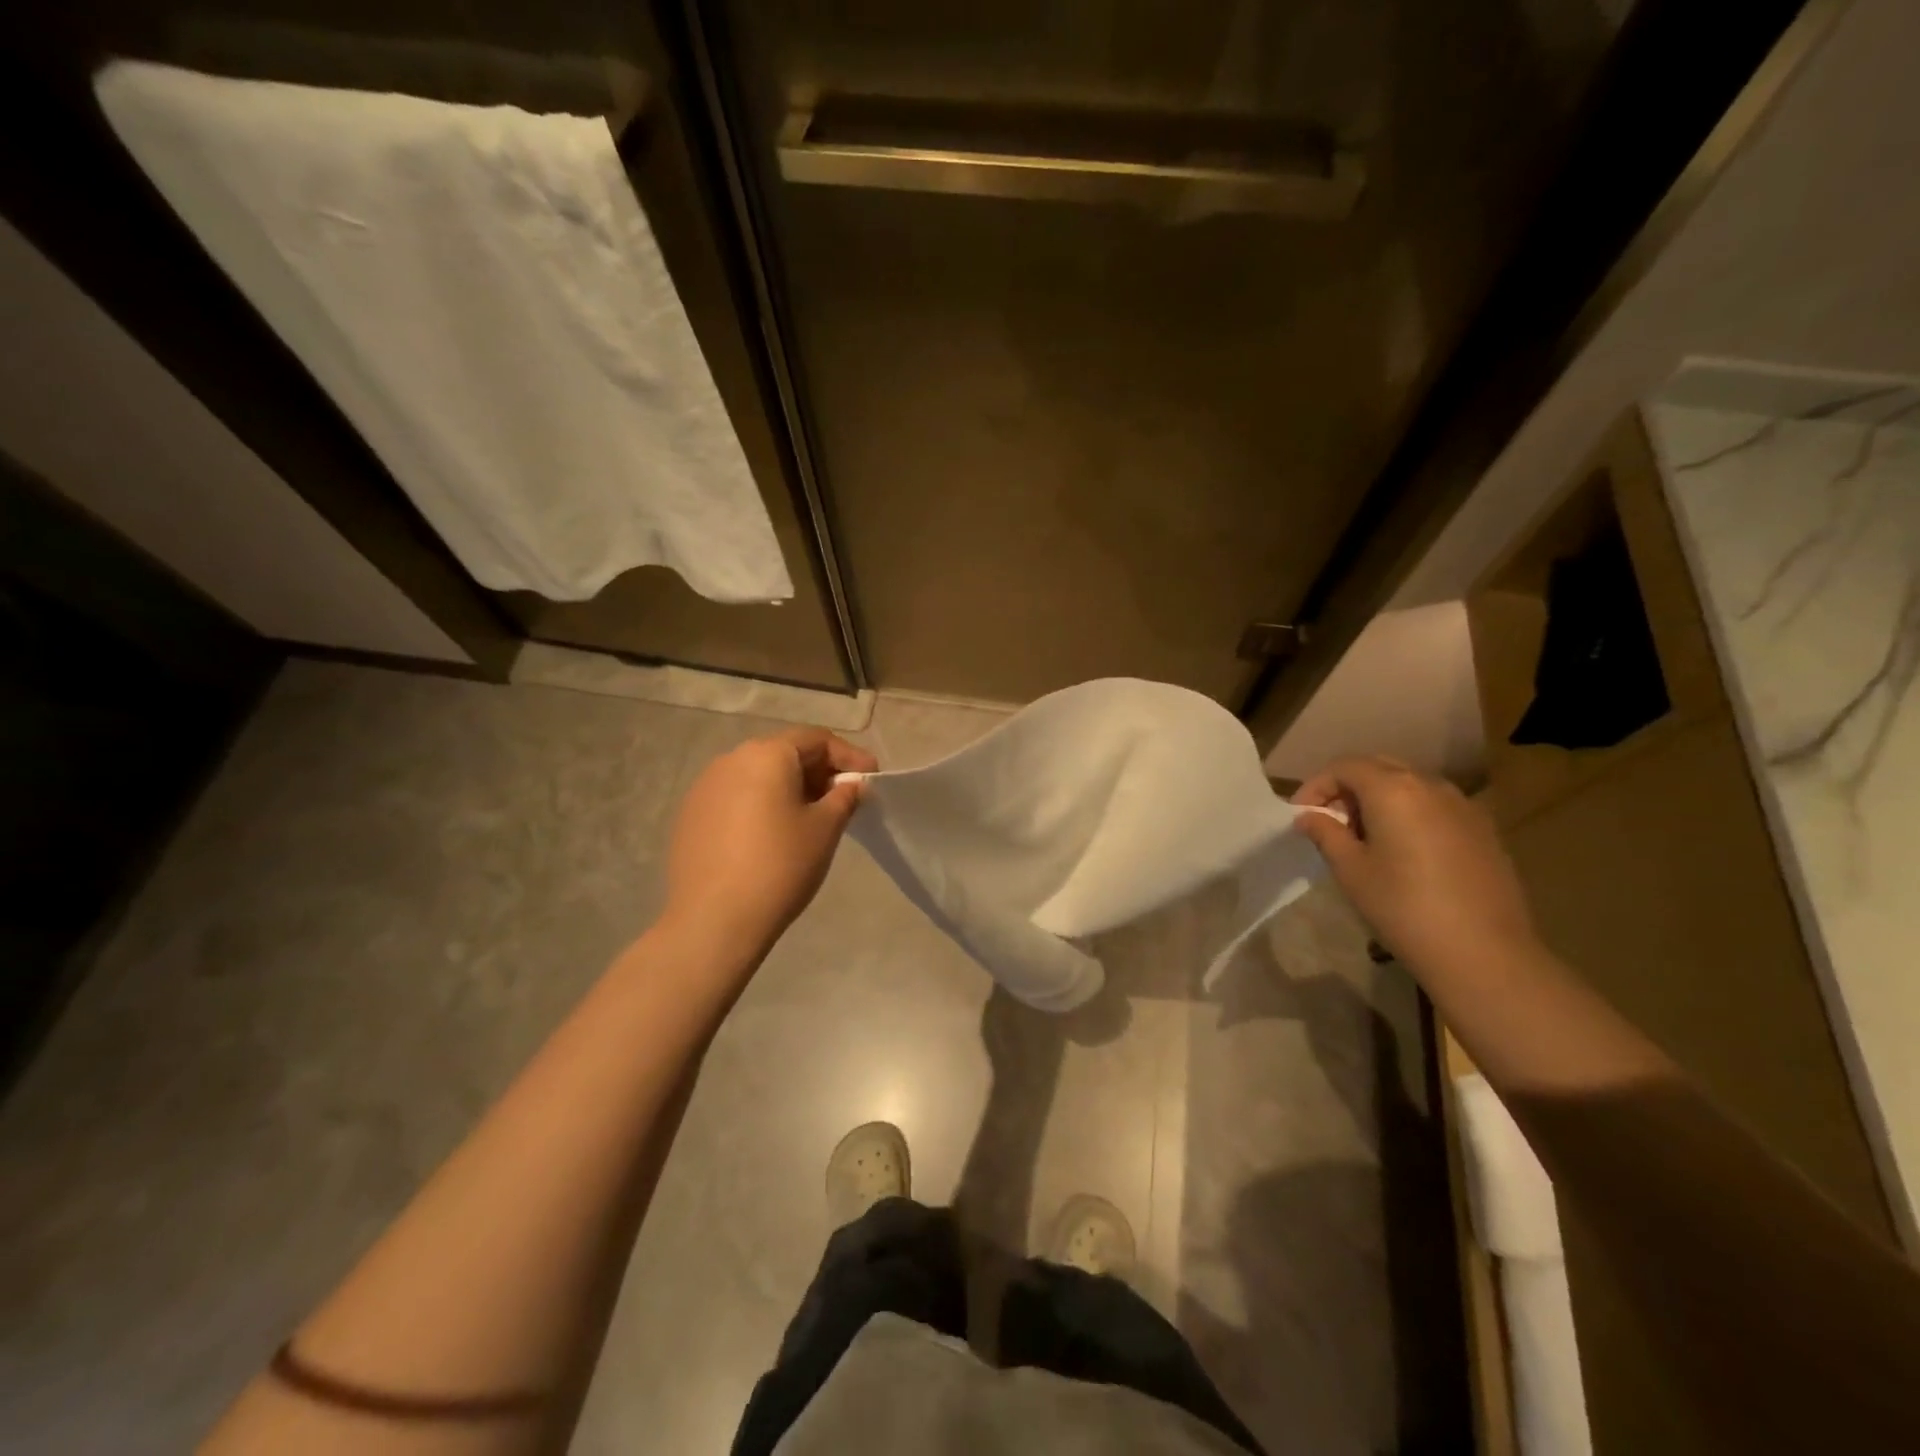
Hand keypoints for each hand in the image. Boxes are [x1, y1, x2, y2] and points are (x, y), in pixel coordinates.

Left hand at [662, 728, 877, 959]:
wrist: (714, 920)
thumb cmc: (780, 866)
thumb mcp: (825, 829)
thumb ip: (844, 797)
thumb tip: (851, 784)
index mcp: (766, 754)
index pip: (816, 739)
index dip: (848, 756)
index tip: (871, 778)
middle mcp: (731, 759)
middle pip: (785, 753)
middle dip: (819, 772)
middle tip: (845, 799)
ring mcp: (705, 787)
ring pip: (759, 775)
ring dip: (790, 788)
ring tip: (811, 817)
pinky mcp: (691, 815)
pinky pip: (736, 797)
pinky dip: (762, 805)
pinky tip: (773, 835)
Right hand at [1293, 756, 1538, 978]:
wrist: (1485, 954)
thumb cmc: (1404, 908)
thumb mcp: (1350, 871)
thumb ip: (1325, 834)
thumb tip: (1308, 817)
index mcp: (1393, 790)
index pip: (1344, 766)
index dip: (1316, 786)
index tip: (1301, 815)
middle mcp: (1431, 786)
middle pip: (1379, 767)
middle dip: (1348, 787)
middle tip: (1330, 821)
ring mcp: (1463, 806)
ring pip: (1410, 784)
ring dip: (1379, 798)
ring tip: (1364, 837)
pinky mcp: (1483, 829)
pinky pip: (1435, 806)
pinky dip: (1409, 813)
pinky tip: (1403, 851)